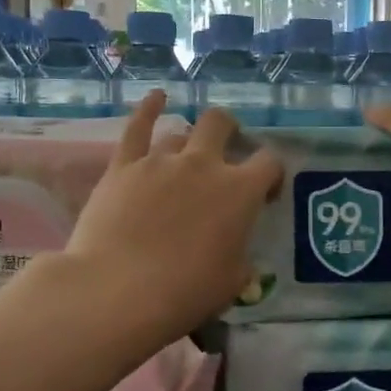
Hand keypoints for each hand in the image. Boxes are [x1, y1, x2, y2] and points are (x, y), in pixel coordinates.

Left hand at [63, 93, 283, 340]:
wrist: (118, 290)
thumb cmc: (184, 292)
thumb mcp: (231, 283)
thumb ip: (241, 259)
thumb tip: (238, 254)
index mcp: (240, 191)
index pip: (269, 163)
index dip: (272, 175)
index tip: (266, 194)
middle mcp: (204, 164)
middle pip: (221, 124)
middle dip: (229, 131)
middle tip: (226, 151)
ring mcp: (161, 160)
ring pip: (180, 133)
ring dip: (186, 143)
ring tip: (183, 159)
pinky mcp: (123, 166)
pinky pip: (137, 127)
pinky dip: (148, 108)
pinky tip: (156, 97)